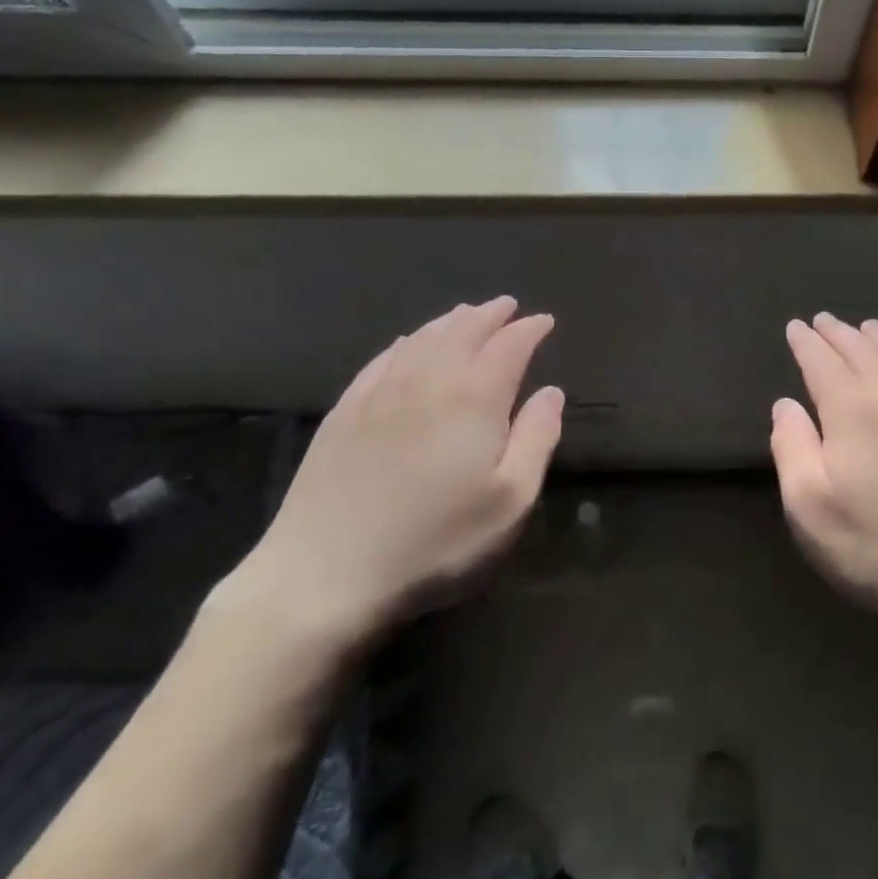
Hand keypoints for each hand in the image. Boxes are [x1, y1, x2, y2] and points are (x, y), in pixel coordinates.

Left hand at [232, 298, 563, 647]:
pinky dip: (407, 341)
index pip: (509, 346)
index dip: (529, 329)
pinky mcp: (345, 410)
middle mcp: (429, 379)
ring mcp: (381, 391)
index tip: (544, 321)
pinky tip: (409, 342)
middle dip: (490, 315)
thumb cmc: (435, 542)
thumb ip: (537, 439)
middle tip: (507, 306)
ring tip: (467, 313)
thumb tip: (551, 392)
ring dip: (451, 321)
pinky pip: (384, 358)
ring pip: (423, 338)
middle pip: (464, 330)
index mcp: (475, 398)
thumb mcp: (510, 502)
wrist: (325, 571)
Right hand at [770, 313, 877, 641]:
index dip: (806, 342)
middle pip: (862, 350)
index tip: (795, 327)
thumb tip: (786, 404)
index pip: (823, 360)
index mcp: (853, 409)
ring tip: (865, 327)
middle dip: (838, 333)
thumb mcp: (808, 504)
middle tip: (822, 321)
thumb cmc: (873, 545)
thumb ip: (791, 445)